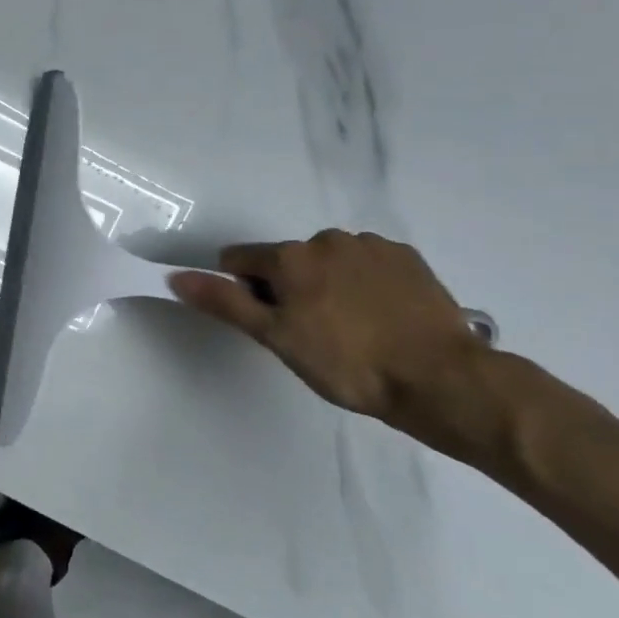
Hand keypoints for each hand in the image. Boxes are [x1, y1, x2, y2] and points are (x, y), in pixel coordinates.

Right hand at [169, 230, 486, 439]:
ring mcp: (371, 246)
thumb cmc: (346, 363)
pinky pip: (367, 264)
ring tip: (351, 330)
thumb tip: (177, 276)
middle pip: (286, 261)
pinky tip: (380, 318)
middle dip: (287, 289)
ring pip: (327, 262)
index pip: (239, 260)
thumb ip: (225, 303)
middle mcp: (327, 239)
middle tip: (310, 334)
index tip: (268, 323)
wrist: (440, 378)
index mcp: (290, 256)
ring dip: (326, 285)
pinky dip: (363, 284)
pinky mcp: (407, 259)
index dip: (243, 291)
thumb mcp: (275, 338)